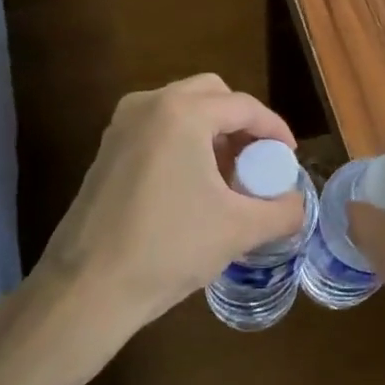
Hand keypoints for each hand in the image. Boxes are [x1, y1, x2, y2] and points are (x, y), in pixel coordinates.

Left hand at [19, 75, 304, 363]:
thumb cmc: (168, 248)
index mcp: (183, 113)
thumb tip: (298, 206)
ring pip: (181, 109)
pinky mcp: (106, 150)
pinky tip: (192, 186)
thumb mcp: (239, 230)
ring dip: (212, 132)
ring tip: (228, 175)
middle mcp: (149, 106)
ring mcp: (121, 126)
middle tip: (257, 159)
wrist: (86, 289)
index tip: (289, 158)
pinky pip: (157, 128)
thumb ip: (283, 211)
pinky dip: (183, 142)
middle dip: (240, 123)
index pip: (244, 106)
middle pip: (211, 95)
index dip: (275, 130)